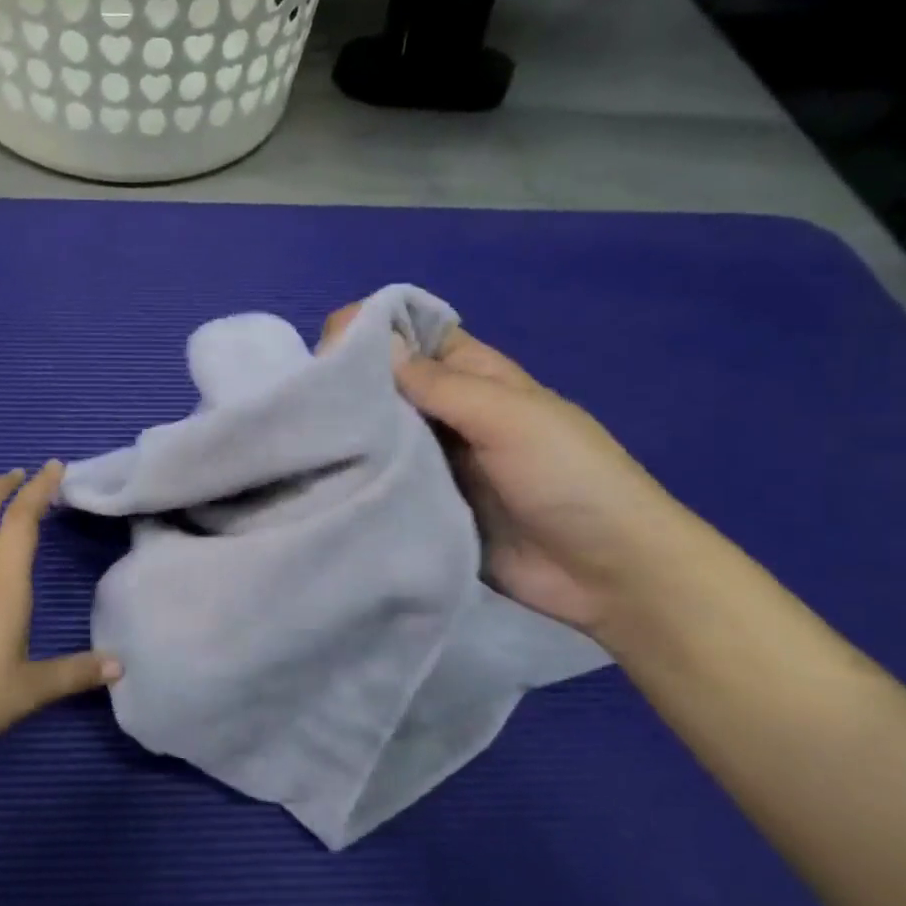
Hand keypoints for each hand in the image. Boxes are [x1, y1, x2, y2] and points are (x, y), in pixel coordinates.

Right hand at [325, 305, 706, 636]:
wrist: (606, 574)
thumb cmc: (568, 478)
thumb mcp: (508, 417)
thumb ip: (439, 384)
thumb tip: (368, 342)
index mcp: (474, 377)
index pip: (414, 338)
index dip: (371, 332)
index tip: (323, 348)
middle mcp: (448, 414)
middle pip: (387, 387)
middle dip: (347, 387)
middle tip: (300, 401)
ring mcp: (434, 464)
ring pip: (379, 435)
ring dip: (347, 435)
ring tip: (299, 439)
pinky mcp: (423, 507)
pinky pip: (382, 483)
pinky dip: (356, 478)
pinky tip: (320, 478)